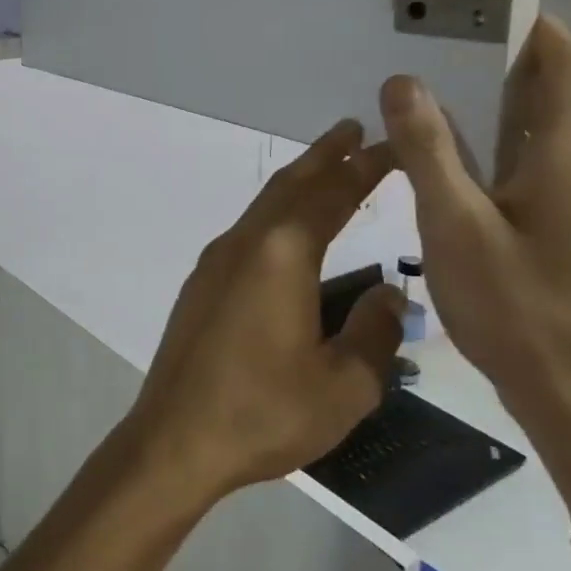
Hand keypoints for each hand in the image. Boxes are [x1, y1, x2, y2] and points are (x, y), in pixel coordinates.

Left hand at [124, 119, 406, 505]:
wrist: (175, 437)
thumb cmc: (263, 412)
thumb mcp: (344, 385)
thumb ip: (374, 333)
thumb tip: (389, 295)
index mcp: (281, 255)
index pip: (332, 195)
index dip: (366, 168)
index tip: (394, 145)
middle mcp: (243, 244)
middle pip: (290, 186)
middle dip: (325, 157)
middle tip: (356, 132)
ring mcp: (215, 263)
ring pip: (263, 207)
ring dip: (297, 184)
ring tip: (329, 172)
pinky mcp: (201, 285)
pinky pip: (248, 233)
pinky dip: (276, 216)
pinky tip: (288, 234)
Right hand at [378, 16, 570, 519]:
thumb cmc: (512, 304)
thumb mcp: (452, 222)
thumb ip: (427, 147)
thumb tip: (401, 81)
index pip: (564, 57)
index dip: (524, 24)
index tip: (467, 6)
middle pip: (554, 85)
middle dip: (495, 58)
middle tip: (425, 46)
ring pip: (544, 123)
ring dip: (493, 100)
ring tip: (424, 92)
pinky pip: (540, 156)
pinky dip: (499, 139)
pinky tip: (449, 155)